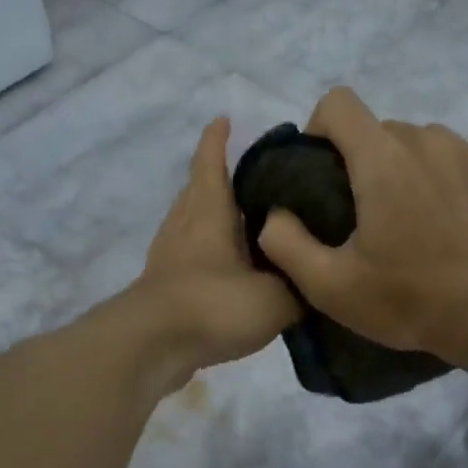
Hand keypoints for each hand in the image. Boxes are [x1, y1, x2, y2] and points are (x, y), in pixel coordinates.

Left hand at [137, 116, 299, 380]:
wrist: (153, 347)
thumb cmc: (214, 306)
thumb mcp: (275, 299)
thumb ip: (300, 288)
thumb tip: (314, 282)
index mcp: (209, 213)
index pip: (211, 163)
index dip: (217, 140)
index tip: (225, 120)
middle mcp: (184, 226)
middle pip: (198, 191)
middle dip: (219, 179)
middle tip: (254, 180)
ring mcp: (169, 257)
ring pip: (191, 225)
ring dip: (213, 220)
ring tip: (246, 227)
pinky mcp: (164, 287)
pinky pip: (188, 258)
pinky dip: (207, 255)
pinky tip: (229, 273)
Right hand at [257, 88, 467, 362]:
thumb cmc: (406, 300)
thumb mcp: (329, 287)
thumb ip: (285, 243)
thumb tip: (275, 214)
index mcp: (382, 160)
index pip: (338, 103)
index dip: (318, 130)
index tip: (320, 174)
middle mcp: (425, 139)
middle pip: (375, 129)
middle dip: (359, 161)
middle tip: (361, 215)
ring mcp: (463, 151)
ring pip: (412, 141)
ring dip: (398, 168)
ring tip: (403, 220)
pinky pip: (446, 156)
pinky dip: (433, 177)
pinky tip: (438, 221)